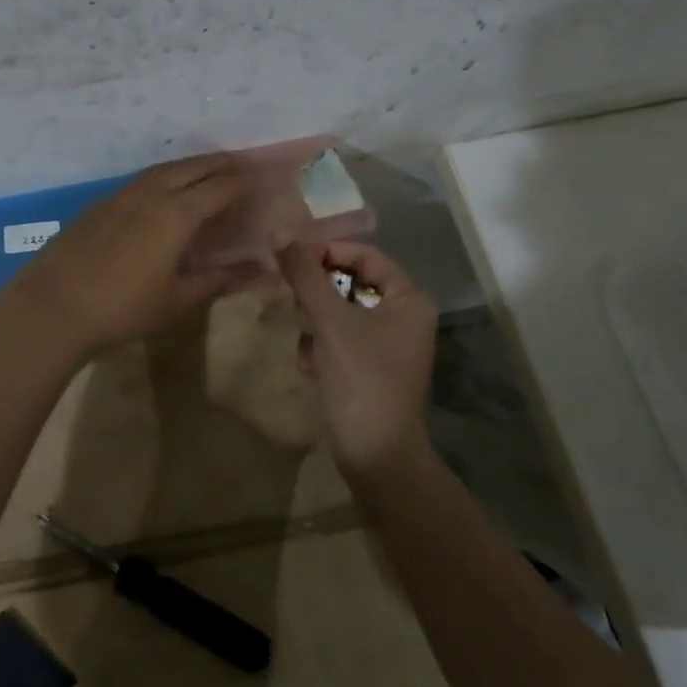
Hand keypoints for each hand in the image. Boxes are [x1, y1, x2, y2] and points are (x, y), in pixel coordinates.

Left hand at [7, 153, 262, 359]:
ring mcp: (120, 195)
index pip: (221, 187)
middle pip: (193, 167)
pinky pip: (141, 181)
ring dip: (190, 167)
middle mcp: (151, 193)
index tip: (263, 181)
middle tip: (241, 166)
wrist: (53, 307)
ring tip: (206, 174)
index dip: (245, 182)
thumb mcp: (177, 301)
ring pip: (163, 170)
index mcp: (176, 213)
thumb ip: (217, 281)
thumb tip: (255, 271)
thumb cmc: (122, 309)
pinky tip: (164, 194)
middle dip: (220, 164)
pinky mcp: (99, 204)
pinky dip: (164, 179)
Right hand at [275, 239, 438, 476]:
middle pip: (348, 281)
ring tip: (308, 345)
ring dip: (315, 324)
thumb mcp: (330, 322)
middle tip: (293, 303)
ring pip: (338, 311)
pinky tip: (312, 369)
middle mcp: (403, 315)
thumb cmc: (361, 380)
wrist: (376, 456)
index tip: (288, 260)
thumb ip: (304, 275)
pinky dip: (320, 347)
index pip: (363, 254)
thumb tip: (278, 230)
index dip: (325, 251)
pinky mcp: (369, 366)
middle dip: (317, 295)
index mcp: (408, 298)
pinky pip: (338, 338)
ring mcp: (386, 343)